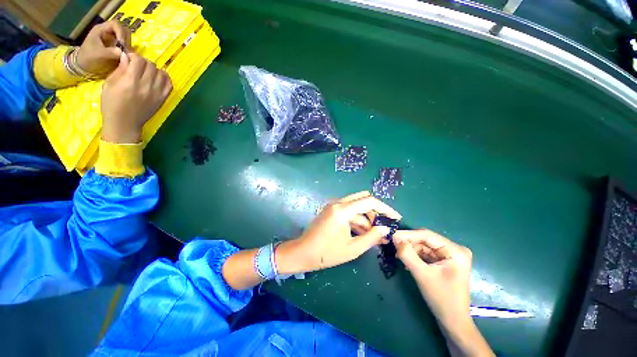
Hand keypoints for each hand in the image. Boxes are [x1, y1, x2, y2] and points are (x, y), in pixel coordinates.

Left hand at [76, 21, 131, 75]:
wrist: (84, 65)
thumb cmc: (88, 58)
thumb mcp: (98, 54)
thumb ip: (111, 52)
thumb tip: (124, 52)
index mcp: (101, 29)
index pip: (116, 25)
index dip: (121, 33)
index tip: (123, 44)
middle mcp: (108, 31)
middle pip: (124, 30)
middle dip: (127, 40)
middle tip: (126, 50)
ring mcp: (113, 38)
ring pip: (127, 38)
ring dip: (129, 45)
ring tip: (126, 54)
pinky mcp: (116, 46)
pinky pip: (126, 45)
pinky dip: (128, 50)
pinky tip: (126, 56)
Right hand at [101, 53, 171, 142]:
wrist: (125, 123)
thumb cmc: (112, 104)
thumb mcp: (109, 84)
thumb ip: (120, 69)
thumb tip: (127, 56)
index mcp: (130, 81)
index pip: (139, 60)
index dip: (133, 56)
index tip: (129, 59)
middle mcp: (146, 86)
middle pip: (151, 65)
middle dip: (143, 62)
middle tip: (137, 67)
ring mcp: (157, 93)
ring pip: (161, 73)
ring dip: (153, 70)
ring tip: (146, 73)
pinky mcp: (163, 99)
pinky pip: (169, 84)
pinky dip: (164, 78)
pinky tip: (157, 78)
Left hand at [276, 191, 401, 273]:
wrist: (303, 252)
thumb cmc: (326, 253)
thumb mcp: (352, 248)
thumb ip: (371, 238)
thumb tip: (386, 229)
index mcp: (342, 210)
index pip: (369, 201)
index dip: (385, 208)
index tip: (395, 217)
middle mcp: (338, 203)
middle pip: (364, 200)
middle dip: (376, 214)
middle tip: (383, 228)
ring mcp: (334, 206)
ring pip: (357, 207)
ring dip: (367, 219)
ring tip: (376, 236)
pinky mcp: (332, 210)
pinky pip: (349, 211)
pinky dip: (358, 220)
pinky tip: (364, 233)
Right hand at [394, 230, 493, 356]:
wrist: (452, 321)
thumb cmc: (441, 298)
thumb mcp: (422, 274)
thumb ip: (407, 254)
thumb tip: (394, 237)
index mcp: (455, 251)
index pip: (427, 235)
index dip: (408, 234)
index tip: (392, 234)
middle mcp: (454, 249)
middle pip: (425, 240)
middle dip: (409, 243)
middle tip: (392, 245)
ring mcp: (450, 255)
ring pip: (424, 246)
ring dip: (410, 250)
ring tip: (398, 254)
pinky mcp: (444, 261)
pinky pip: (426, 253)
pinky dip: (415, 255)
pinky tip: (406, 260)